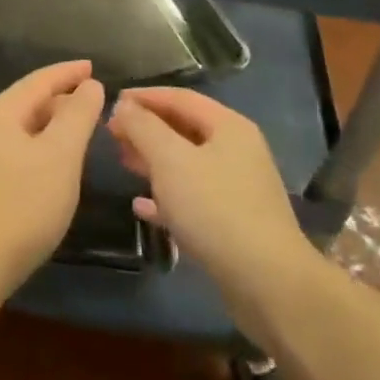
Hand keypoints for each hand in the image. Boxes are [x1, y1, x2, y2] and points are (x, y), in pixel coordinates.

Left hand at [0, 61, 104, 294]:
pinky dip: (39, 149)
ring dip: (50, 126)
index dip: (68, 72)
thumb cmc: (22, 203)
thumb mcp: (60, 155)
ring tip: (77, 133)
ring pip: (21, 130)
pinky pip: (15, 153)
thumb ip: (77, 116)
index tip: (93, 67)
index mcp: (0, 113)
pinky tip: (52, 168)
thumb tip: (89, 85)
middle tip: (92, 104)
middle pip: (27, 103)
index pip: (39, 80)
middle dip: (60, 100)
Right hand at [109, 88, 318, 326]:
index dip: (144, 97)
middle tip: (112, 134)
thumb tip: (123, 105)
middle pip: (184, 129)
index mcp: (228, 127)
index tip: (112, 102)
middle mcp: (237, 151)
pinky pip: (193, 198)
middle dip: (146, 129)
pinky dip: (166, 197)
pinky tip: (141, 206)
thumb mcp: (170, 160)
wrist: (268, 283)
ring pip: (187, 164)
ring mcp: (237, 188)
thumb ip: (143, 127)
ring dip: (153, 160)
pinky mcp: (234, 222)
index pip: (180, 98)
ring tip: (123, 161)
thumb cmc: (215, 209)